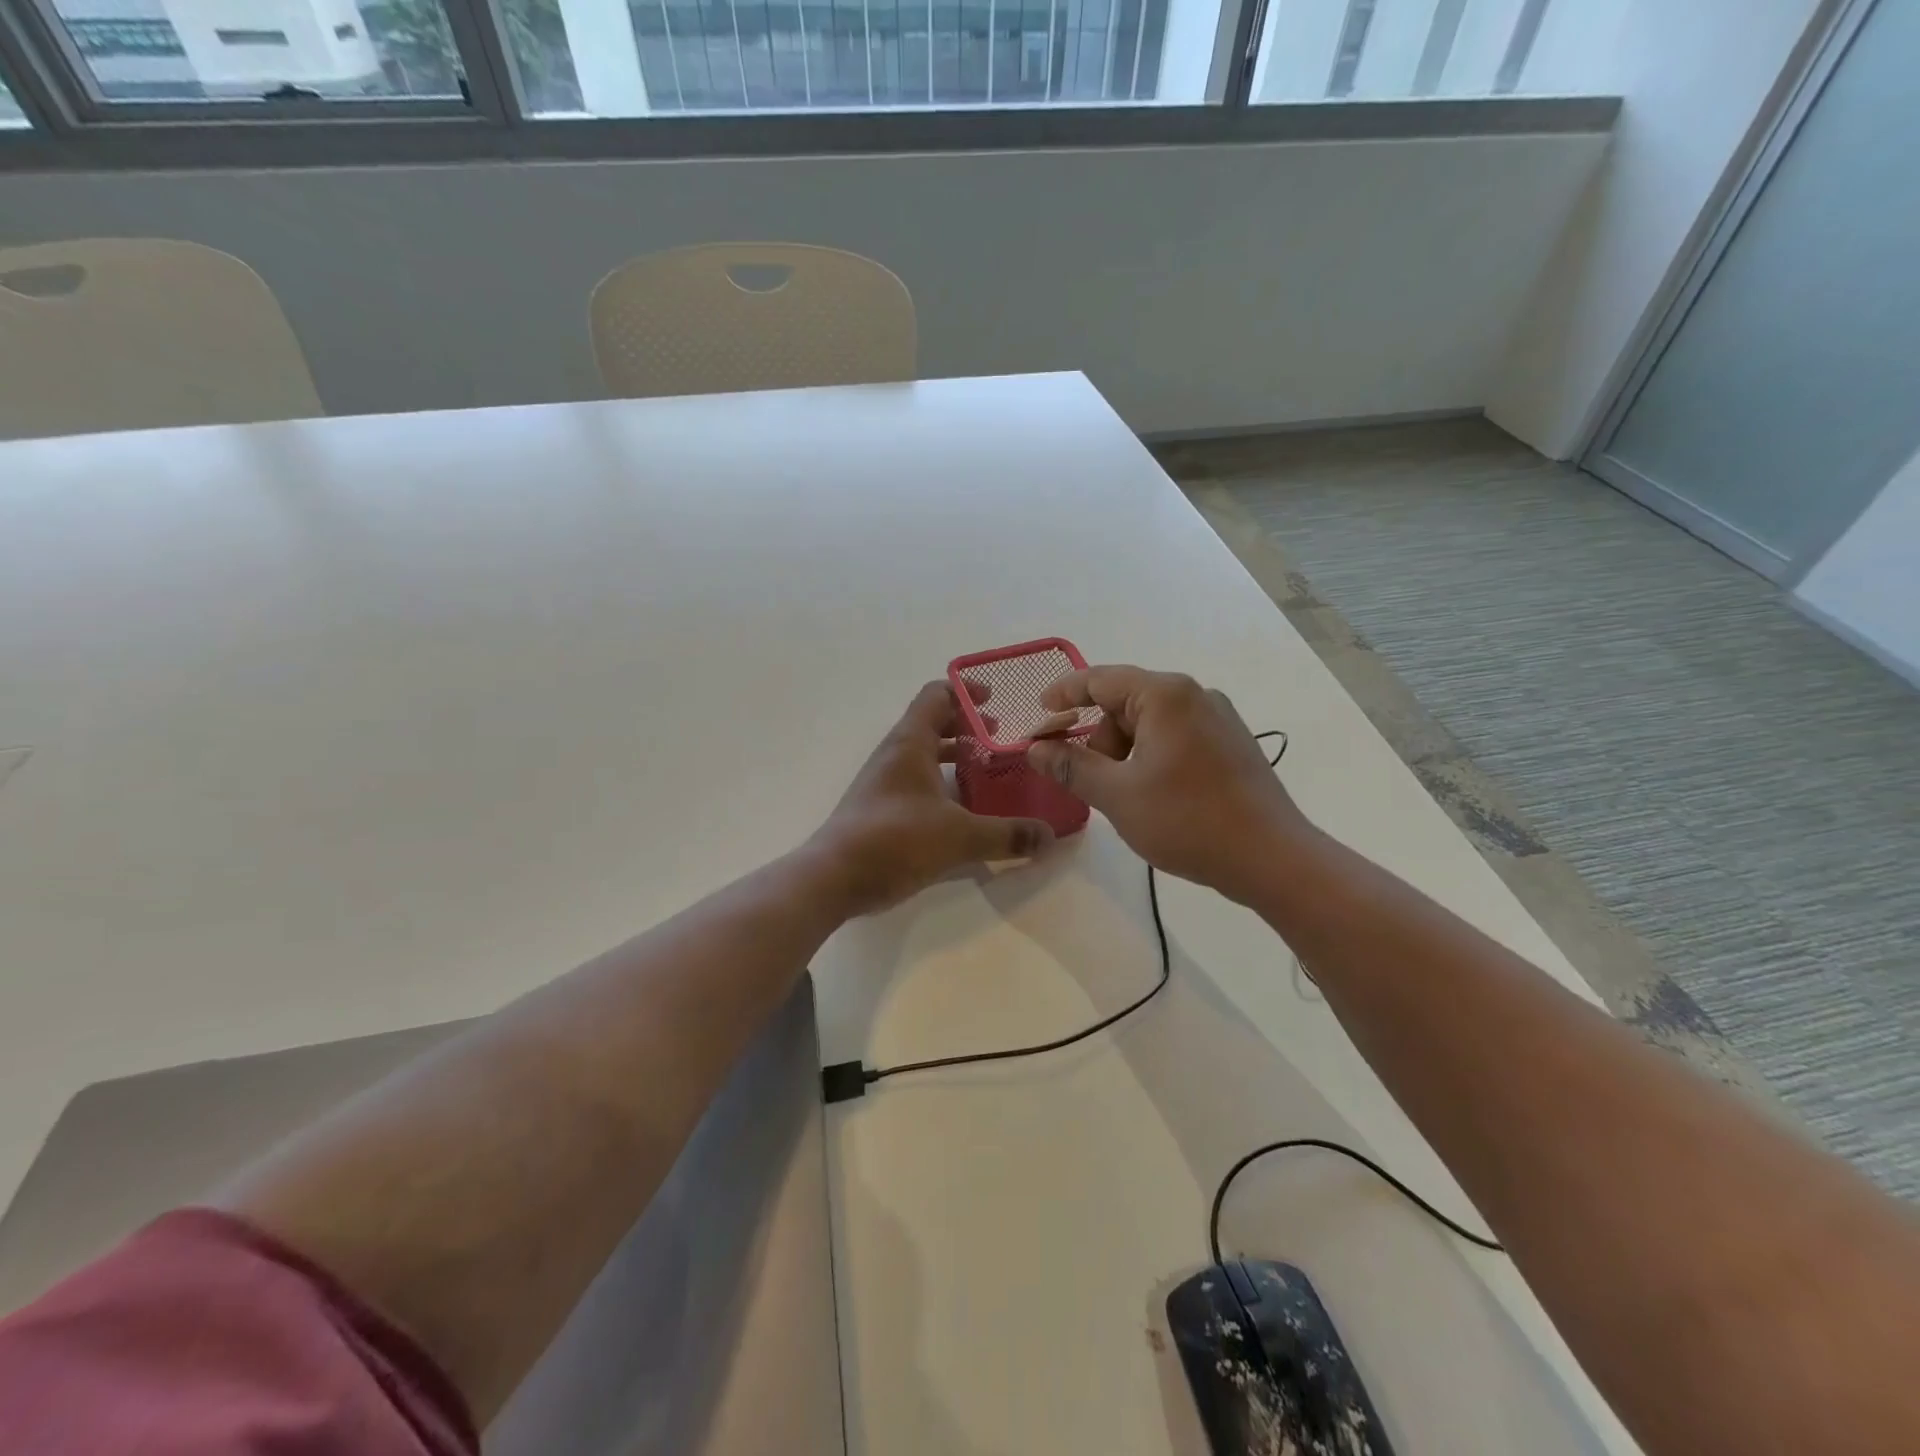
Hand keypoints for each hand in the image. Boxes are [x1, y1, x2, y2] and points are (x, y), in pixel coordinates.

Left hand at [809, 680, 1054, 915]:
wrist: (832, 877)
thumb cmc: (894, 840)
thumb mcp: (959, 837)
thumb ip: (1007, 834)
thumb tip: (1049, 837)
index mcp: (910, 742)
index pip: (936, 695)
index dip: (966, 691)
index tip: (996, 700)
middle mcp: (894, 754)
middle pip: (932, 723)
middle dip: (967, 726)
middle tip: (1001, 739)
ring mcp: (884, 781)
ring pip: (923, 754)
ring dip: (953, 756)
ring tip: (988, 771)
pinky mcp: (880, 808)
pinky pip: (916, 782)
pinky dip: (941, 783)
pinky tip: (963, 809)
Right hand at [1026, 666, 1310, 903]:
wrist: (1272, 858)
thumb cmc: (1188, 820)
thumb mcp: (1117, 795)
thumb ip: (1071, 766)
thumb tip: (1035, 748)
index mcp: (1165, 695)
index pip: (1100, 679)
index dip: (1064, 693)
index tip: (1039, 711)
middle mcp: (1195, 695)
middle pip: (1125, 703)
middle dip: (1098, 738)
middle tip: (1086, 779)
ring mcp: (1218, 718)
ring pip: (1151, 723)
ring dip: (1124, 752)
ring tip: (1124, 797)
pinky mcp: (1231, 743)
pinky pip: (1176, 737)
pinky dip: (1151, 757)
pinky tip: (1153, 795)